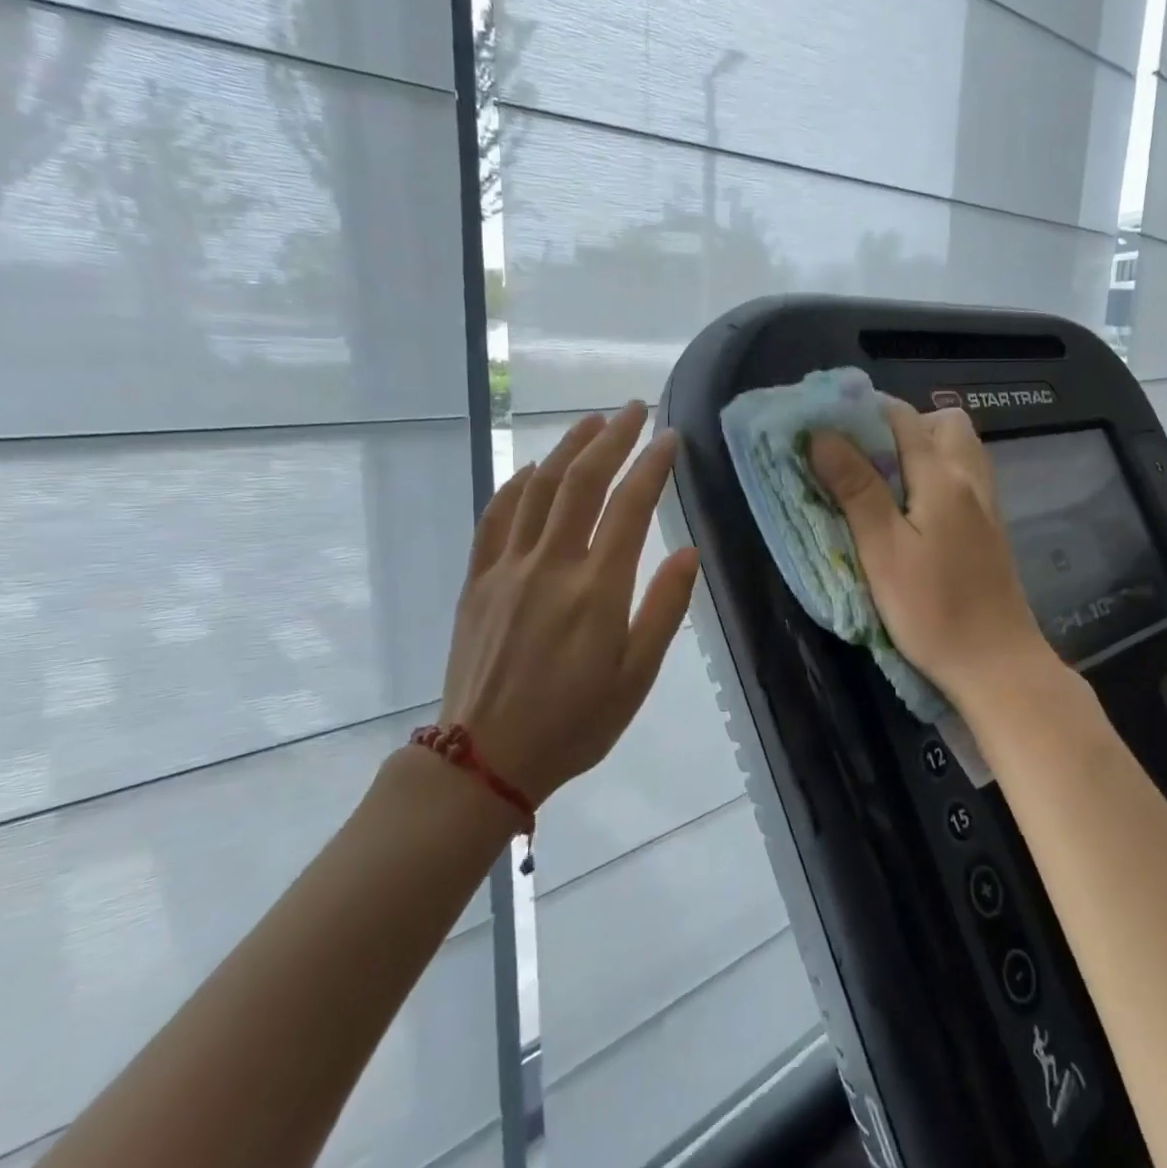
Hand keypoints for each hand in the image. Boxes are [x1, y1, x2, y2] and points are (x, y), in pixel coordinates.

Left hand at [439, 402, 699, 803]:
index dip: (652, 465)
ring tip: (591, 422)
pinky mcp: (478, 581)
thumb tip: (688, 551)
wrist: (485, 759)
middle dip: (611, 437)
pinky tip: (533, 470)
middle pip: (581, 482)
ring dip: (566, 448)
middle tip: (634, 408)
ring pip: (538, 489)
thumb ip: (664, 609)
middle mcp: (550, 565)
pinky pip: (496, 517)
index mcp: (597, 590)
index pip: (630, 507)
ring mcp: (507, 569)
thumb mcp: (636, 677)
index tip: (670, 437)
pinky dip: (517, 484)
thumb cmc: (575, 724)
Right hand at [809, 401, 1055, 706]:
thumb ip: (856, 489)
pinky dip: (938, 474)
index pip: (901, 417)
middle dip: (899, 426)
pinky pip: (965, 477)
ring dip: (921, 449)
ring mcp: (986, 504)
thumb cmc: (932, 611)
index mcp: (943, 477)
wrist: (996, 663)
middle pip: (941, 422)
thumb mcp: (883, 551)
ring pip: (958, 449)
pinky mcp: (990, 529)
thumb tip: (823, 434)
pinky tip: (915, 510)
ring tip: (885, 482)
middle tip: (863, 459)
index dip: (861, 412)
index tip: (826, 426)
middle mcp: (971, 479)